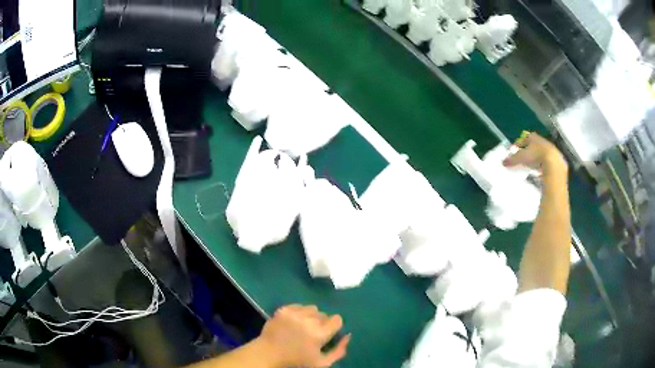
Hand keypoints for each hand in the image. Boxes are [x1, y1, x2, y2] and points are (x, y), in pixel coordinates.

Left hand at [257, 304, 350, 367]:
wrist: (269, 354)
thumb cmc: (297, 360)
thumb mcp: (322, 362)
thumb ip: (339, 350)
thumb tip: (348, 335)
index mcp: (320, 333)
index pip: (337, 319)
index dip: (334, 326)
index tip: (327, 333)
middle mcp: (308, 320)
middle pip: (324, 314)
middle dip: (321, 322)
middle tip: (312, 333)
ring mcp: (294, 313)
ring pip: (311, 308)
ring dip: (310, 316)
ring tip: (302, 326)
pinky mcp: (283, 309)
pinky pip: (298, 306)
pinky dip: (298, 312)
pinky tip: (293, 322)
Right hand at [503, 132, 566, 174]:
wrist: (554, 164)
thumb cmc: (535, 157)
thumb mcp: (521, 158)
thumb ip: (512, 159)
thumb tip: (503, 162)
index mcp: (533, 137)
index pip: (524, 138)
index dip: (519, 144)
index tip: (514, 151)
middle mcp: (541, 141)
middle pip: (533, 145)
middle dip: (528, 151)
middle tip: (523, 159)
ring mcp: (550, 149)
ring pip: (540, 153)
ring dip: (536, 158)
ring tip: (531, 167)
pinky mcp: (556, 159)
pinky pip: (546, 161)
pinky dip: (542, 165)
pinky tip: (539, 172)